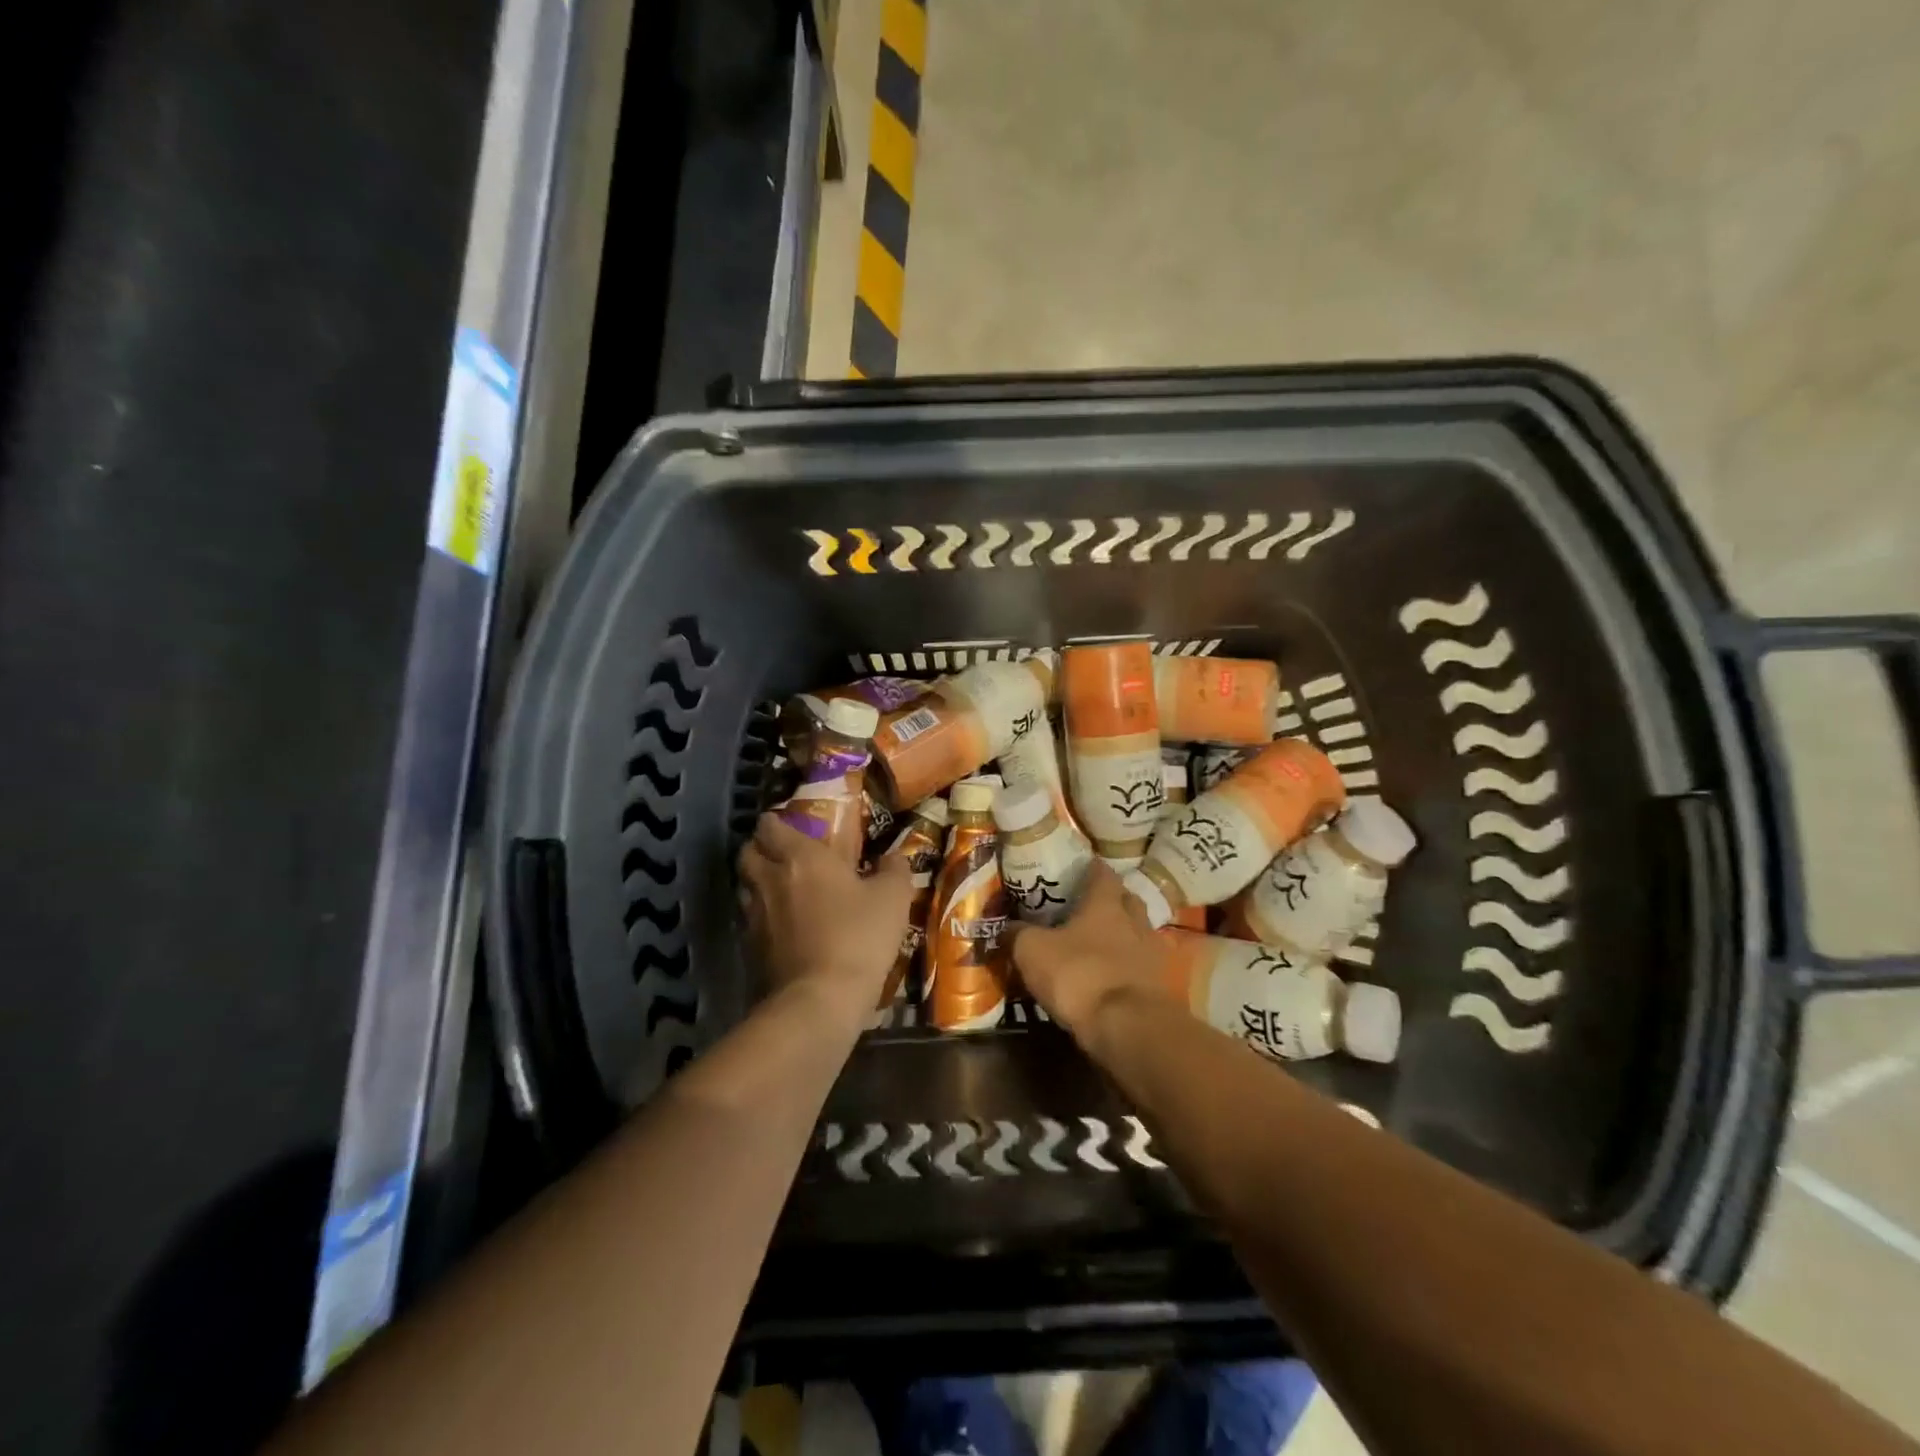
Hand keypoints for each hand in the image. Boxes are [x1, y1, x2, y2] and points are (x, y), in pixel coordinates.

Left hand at [738, 814, 914, 1023]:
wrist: (820, 1001)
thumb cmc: (858, 937)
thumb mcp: (892, 899)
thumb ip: (894, 870)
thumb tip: (894, 857)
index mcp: (801, 857)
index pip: (771, 826)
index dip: (776, 822)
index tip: (791, 825)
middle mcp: (769, 880)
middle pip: (748, 853)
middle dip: (761, 849)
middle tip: (784, 856)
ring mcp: (754, 917)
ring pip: (746, 887)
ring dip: (759, 883)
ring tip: (784, 892)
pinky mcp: (749, 950)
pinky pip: (750, 922)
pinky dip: (762, 919)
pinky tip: (784, 929)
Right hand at [1009, 861, 1177, 1042]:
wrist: (1129, 1028)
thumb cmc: (1079, 975)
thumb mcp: (1033, 952)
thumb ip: (1018, 934)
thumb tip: (1006, 926)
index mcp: (1105, 905)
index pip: (1103, 874)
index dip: (1093, 868)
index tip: (1083, 866)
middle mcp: (1135, 922)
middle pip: (1128, 901)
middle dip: (1113, 900)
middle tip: (1091, 906)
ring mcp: (1153, 955)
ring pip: (1139, 934)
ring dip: (1125, 936)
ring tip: (1102, 945)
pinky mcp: (1161, 988)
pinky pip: (1144, 968)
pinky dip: (1130, 969)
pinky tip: (1114, 978)